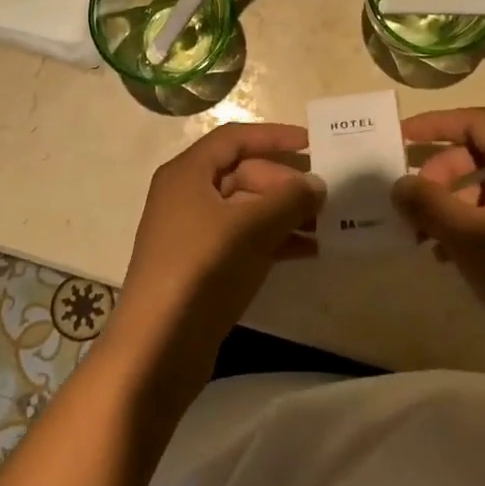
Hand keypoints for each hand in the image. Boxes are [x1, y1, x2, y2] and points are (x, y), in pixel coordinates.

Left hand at [108, 123, 324, 386]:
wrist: (158, 349)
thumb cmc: (202, 270)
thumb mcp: (251, 228)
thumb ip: (289, 199)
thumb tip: (317, 184)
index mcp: (187, 173)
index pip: (234, 138)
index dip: (274, 136)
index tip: (312, 143)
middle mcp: (187, 195)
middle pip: (242, 173)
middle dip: (284, 182)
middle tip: (324, 197)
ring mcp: (193, 232)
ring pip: (246, 209)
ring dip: (284, 213)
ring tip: (326, 224)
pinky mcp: (203, 267)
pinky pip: (244, 239)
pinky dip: (274, 240)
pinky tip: (309, 251)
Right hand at [392, 108, 484, 365]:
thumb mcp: (471, 240)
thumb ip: (429, 206)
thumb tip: (400, 183)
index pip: (474, 121)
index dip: (434, 124)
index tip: (401, 139)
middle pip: (480, 154)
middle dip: (441, 174)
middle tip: (414, 204)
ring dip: (455, 204)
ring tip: (428, 239)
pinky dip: (478, 223)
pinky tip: (459, 258)